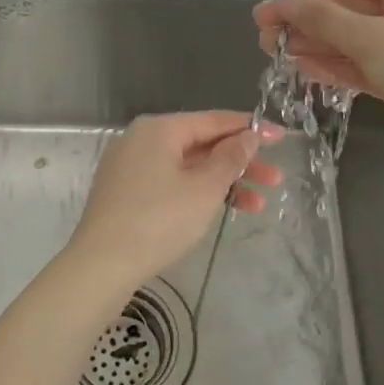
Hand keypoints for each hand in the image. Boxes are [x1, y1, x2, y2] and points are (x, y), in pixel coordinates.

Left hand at [68, 112, 282, 286]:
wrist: (102, 264)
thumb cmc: (159, 219)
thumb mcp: (204, 188)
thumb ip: (230, 158)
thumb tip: (247, 136)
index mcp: (159, 129)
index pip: (213, 121)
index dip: (250, 129)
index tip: (281, 136)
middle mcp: (143, 140)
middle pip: (201, 144)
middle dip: (241, 162)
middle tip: (275, 179)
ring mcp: (132, 167)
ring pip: (188, 167)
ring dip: (224, 183)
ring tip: (259, 205)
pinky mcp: (127, 193)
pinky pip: (172, 183)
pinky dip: (198, 193)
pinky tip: (223, 210)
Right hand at [252, 0, 383, 164]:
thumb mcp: (370, 37)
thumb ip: (322, 18)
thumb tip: (281, 4)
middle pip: (345, 6)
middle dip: (304, 14)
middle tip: (262, 26)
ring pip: (348, 38)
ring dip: (311, 40)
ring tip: (272, 48)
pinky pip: (358, 65)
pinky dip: (331, 65)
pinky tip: (301, 67)